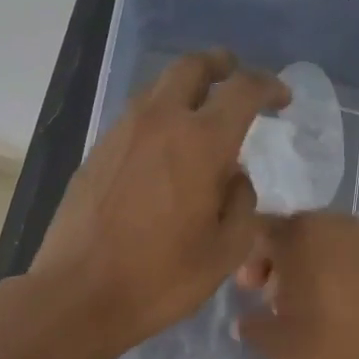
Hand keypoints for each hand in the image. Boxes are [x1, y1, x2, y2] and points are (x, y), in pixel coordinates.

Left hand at [32, 50, 288, 358]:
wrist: (78, 293)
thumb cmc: (160, 277)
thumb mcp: (225, 251)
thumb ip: (242, 202)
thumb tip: (233, 177)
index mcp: (201, 141)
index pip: (242, 89)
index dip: (268, 86)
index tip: (280, 99)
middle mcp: (159, 121)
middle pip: (191, 66)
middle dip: (220, 64)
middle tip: (235, 75)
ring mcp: (121, 132)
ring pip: (158, 88)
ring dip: (185, 89)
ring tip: (201, 113)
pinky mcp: (97, 151)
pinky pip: (135, 116)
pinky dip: (159, 115)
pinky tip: (164, 148)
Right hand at [236, 212, 358, 358]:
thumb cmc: (331, 356)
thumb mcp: (275, 345)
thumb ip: (253, 324)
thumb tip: (247, 320)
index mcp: (307, 235)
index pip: (266, 230)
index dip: (252, 258)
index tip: (250, 289)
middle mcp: (345, 228)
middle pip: (303, 232)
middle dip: (286, 259)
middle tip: (277, 296)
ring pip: (337, 246)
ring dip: (319, 267)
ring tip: (314, 307)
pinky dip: (350, 278)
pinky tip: (350, 314)